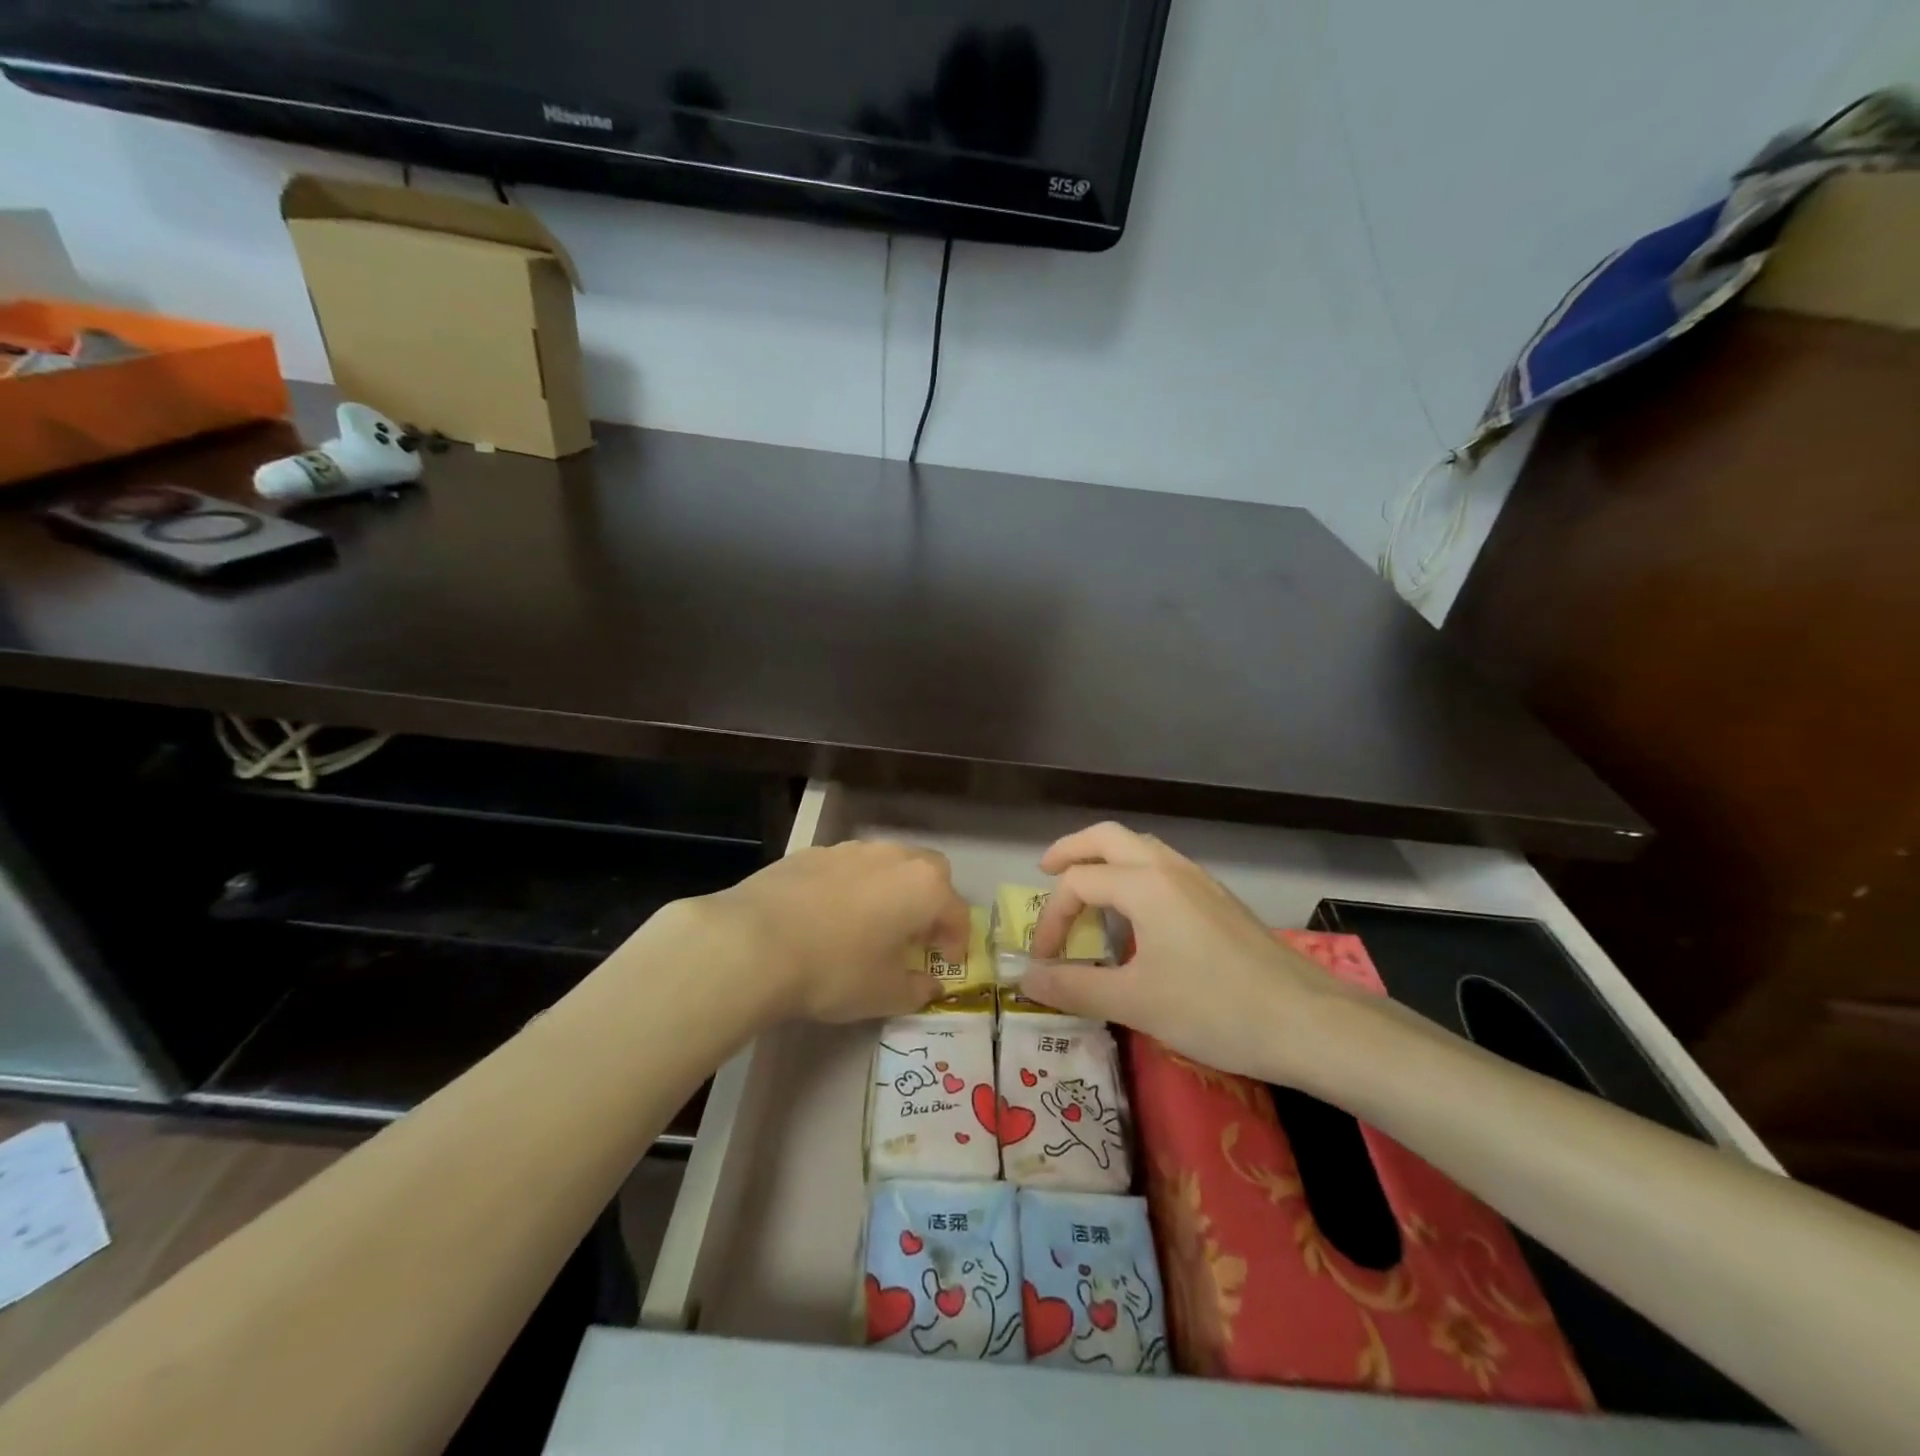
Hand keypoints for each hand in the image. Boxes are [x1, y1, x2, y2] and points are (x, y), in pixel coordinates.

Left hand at [702, 840, 971, 1023]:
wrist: (754, 942)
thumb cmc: (836, 969)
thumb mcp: (884, 994)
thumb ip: (916, 990)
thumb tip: (929, 986)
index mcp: (923, 887)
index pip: (956, 912)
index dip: (957, 941)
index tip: (946, 963)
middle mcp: (893, 857)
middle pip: (928, 872)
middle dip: (931, 902)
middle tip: (916, 936)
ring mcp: (850, 850)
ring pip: (886, 864)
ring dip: (890, 891)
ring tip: (871, 925)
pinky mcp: (811, 853)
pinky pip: (847, 868)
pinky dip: (851, 888)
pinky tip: (828, 917)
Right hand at [1024, 823, 1370, 1086]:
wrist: (1310, 1022)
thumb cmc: (1216, 1008)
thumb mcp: (1135, 1003)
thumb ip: (1075, 987)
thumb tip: (1026, 979)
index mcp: (1144, 884)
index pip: (1078, 883)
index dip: (1051, 919)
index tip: (1043, 962)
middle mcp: (1169, 868)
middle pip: (1108, 837)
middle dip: (1072, 850)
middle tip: (1045, 872)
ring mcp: (1199, 881)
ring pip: (1140, 848)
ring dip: (1105, 859)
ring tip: (1087, 891)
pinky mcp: (1219, 900)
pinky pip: (1163, 868)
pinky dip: (1134, 875)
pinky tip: (1137, 916)